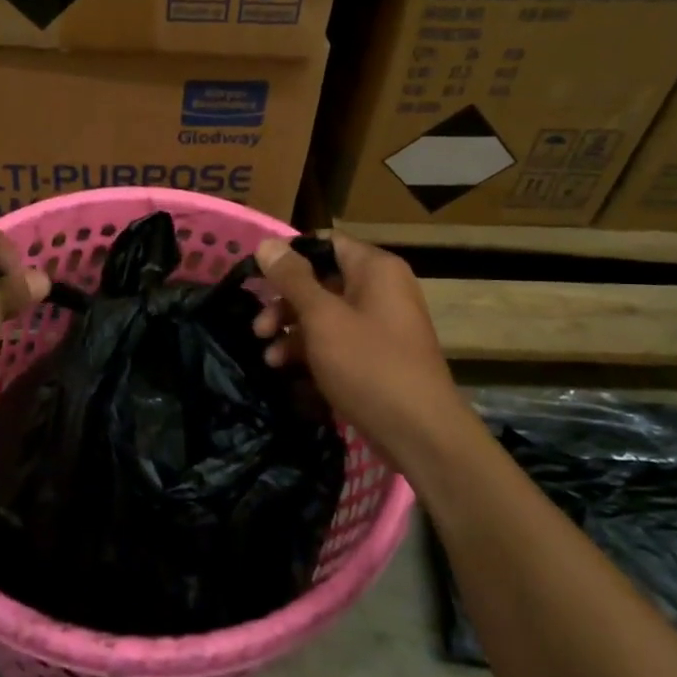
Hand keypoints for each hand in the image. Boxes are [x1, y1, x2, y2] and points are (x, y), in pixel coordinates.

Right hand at [252, 232, 465, 468]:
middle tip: (259, 328)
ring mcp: (380, 324)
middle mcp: (381, 289)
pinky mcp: (375, 355)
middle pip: (321, 280)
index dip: (288, 258)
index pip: (325, 244)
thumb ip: (292, 279)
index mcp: (375, 269)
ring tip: (269, 357)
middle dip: (285, 302)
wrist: (419, 433)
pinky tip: (286, 370)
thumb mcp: (322, 318)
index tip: (257, 278)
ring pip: (325, 314)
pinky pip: (337, 340)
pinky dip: (311, 350)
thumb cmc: (369, 365)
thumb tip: (267, 243)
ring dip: (292, 330)